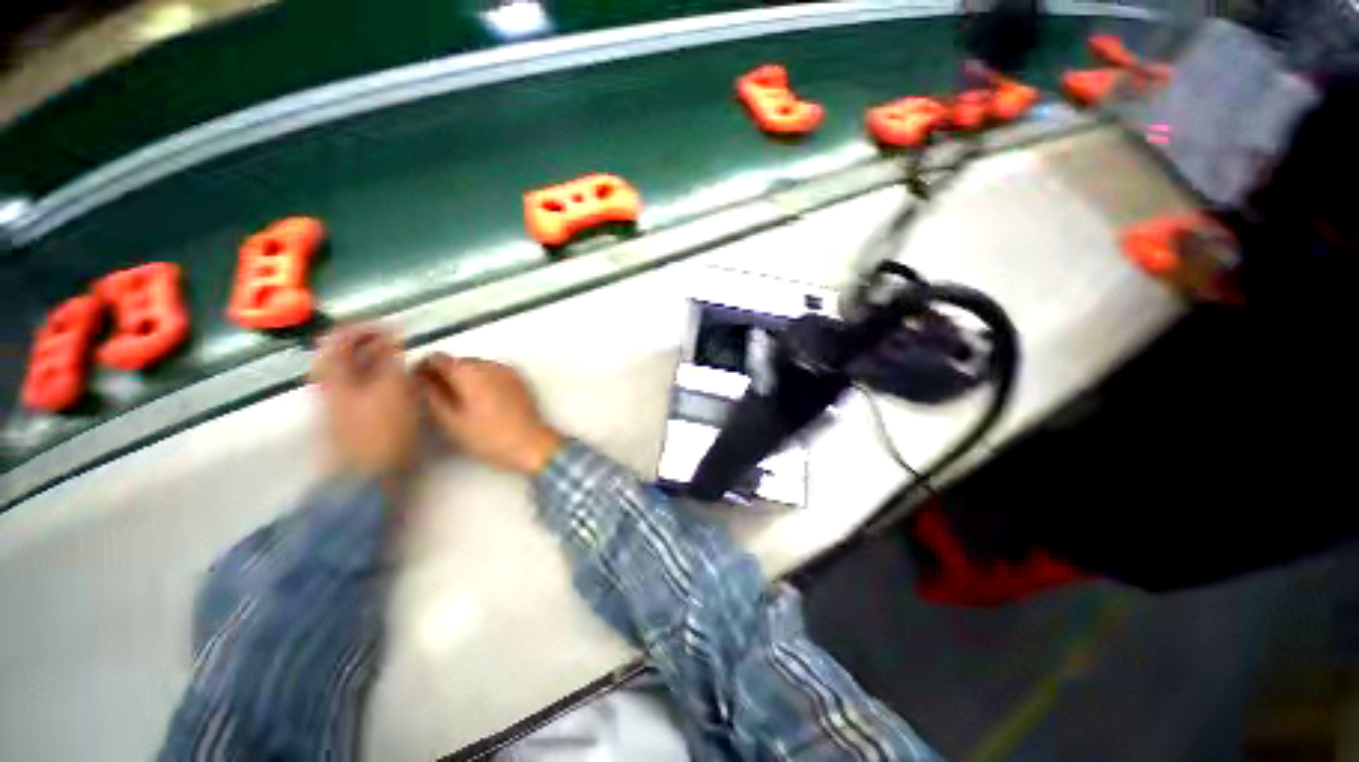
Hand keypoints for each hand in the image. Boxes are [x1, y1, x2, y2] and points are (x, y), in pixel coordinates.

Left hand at [311, 325, 418, 478]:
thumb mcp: (392, 389)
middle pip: (344, 351)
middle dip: (373, 342)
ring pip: (353, 369)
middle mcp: (329, 383)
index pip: (341, 336)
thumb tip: (393, 334)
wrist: (364, 478)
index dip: (367, 327)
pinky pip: (361, 385)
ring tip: (404, 361)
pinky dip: (378, 377)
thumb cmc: (381, 431)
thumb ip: (392, 359)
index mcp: (334, 373)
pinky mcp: (348, 416)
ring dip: (377, 360)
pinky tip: (398, 384)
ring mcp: (337, 401)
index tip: (397, 328)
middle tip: (402, 344)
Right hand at [415, 353, 561, 474]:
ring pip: (476, 366)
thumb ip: (431, 395)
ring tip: (460, 402)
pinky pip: (493, 372)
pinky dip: (483, 380)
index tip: (418, 385)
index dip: (423, 369)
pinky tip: (482, 401)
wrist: (530, 443)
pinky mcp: (518, 379)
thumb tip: (419, 380)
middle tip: (437, 397)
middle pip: (457, 361)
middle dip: (444, 374)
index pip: (436, 358)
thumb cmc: (488, 436)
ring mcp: (506, 370)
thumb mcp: (450, 420)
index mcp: (468, 372)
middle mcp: (488, 364)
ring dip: (464, 377)